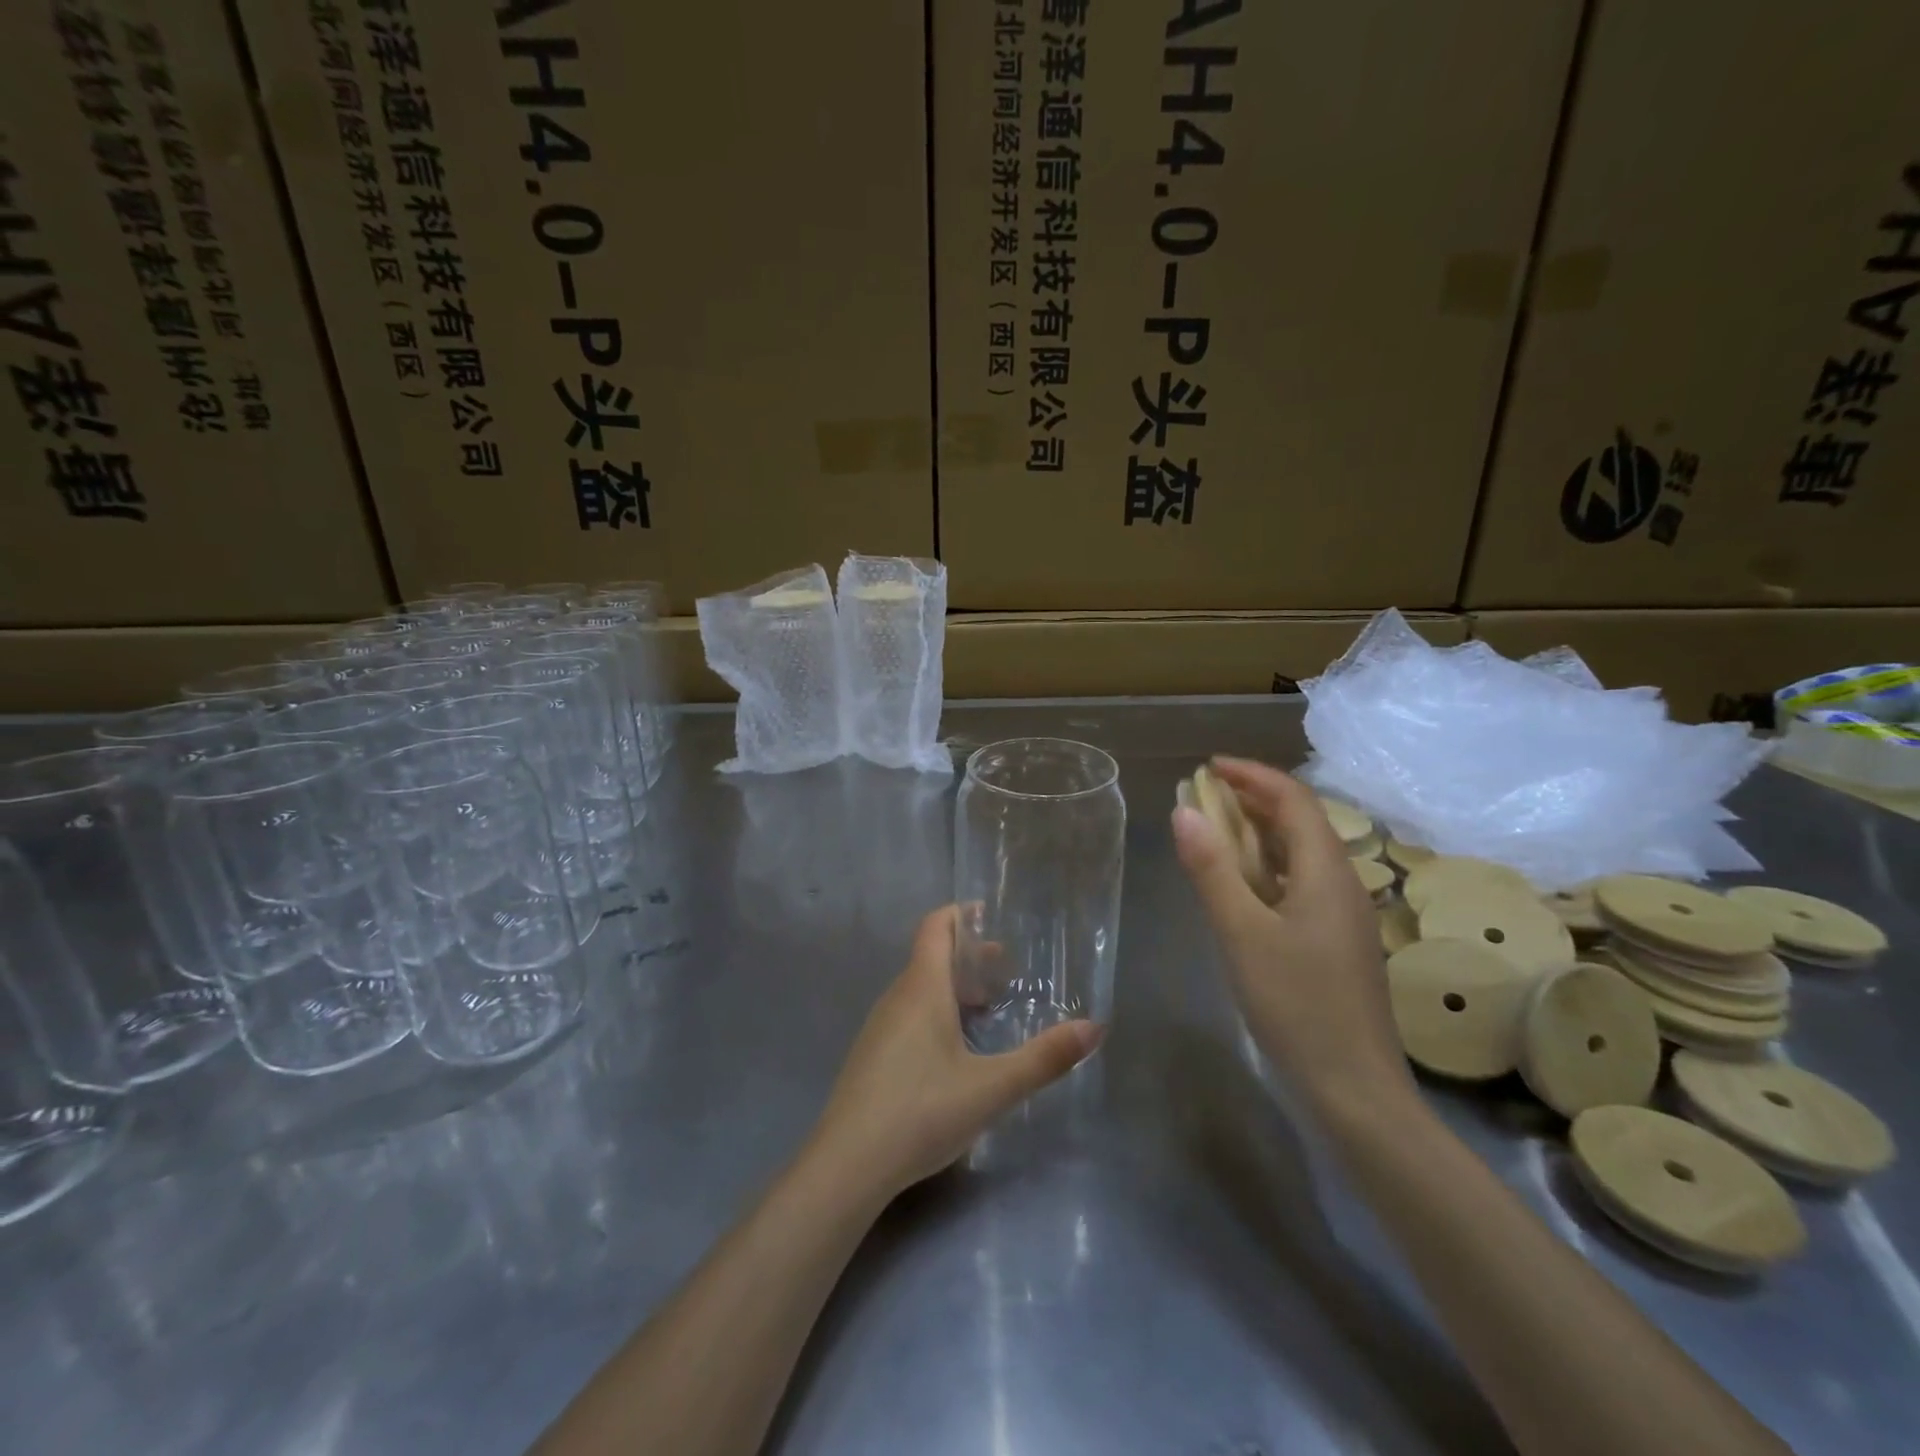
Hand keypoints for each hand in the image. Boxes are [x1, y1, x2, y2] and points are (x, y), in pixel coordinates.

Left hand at [806, 905, 1103, 1203]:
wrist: (847, 1166)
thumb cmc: (921, 1112)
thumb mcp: (991, 1088)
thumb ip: (1043, 1058)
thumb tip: (1095, 1027)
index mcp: (921, 989)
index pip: (935, 927)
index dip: (961, 914)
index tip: (991, 914)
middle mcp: (897, 998)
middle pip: (931, 958)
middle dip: (969, 958)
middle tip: (1008, 971)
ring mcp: (880, 1028)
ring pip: (920, 990)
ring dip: (954, 988)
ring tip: (989, 1009)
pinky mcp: (873, 1057)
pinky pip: (909, 1016)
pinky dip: (937, 1013)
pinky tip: (957, 1052)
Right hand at [1172, 757, 1412, 1113]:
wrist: (1354, 1088)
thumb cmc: (1296, 1005)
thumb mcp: (1241, 934)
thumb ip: (1212, 870)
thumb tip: (1184, 811)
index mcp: (1325, 872)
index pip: (1293, 799)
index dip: (1253, 775)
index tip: (1209, 767)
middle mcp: (1342, 883)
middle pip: (1302, 820)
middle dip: (1254, 798)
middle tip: (1205, 794)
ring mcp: (1343, 914)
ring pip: (1302, 852)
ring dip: (1260, 831)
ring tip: (1216, 829)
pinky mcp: (1336, 940)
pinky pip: (1301, 881)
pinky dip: (1268, 865)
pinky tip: (1243, 884)